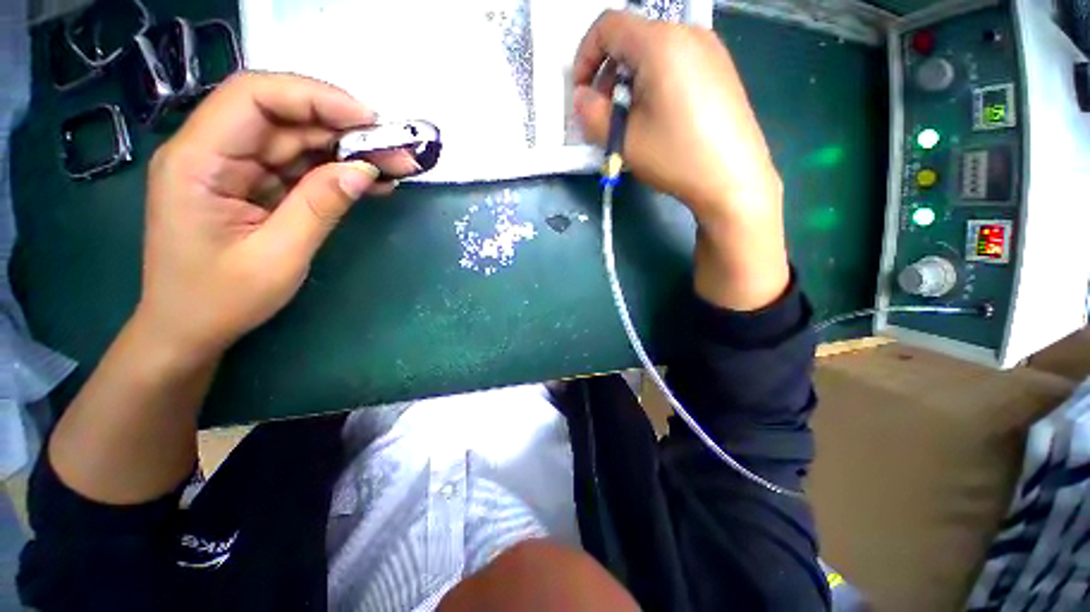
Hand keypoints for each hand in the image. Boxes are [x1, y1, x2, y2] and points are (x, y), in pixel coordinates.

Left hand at [137, 72, 415, 361]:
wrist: (189, 330)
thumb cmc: (221, 301)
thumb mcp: (279, 257)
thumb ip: (320, 206)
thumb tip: (365, 169)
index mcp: (197, 161)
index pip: (255, 98)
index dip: (316, 98)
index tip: (370, 121)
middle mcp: (210, 151)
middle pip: (281, 116)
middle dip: (342, 127)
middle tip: (396, 149)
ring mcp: (231, 168)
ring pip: (295, 141)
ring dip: (346, 151)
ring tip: (395, 166)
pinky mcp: (250, 185)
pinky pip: (298, 167)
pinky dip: (335, 172)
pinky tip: (370, 181)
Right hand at [573, 12, 789, 310]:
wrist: (733, 179)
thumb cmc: (676, 156)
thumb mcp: (624, 139)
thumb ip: (592, 114)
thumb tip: (580, 98)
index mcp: (661, 43)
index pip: (608, 26)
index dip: (584, 57)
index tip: (581, 94)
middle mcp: (687, 33)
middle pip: (631, 38)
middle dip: (607, 73)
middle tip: (605, 114)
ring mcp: (709, 49)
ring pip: (652, 51)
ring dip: (629, 80)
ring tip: (631, 119)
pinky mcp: (720, 68)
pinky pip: (675, 62)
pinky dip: (653, 82)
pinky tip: (657, 116)